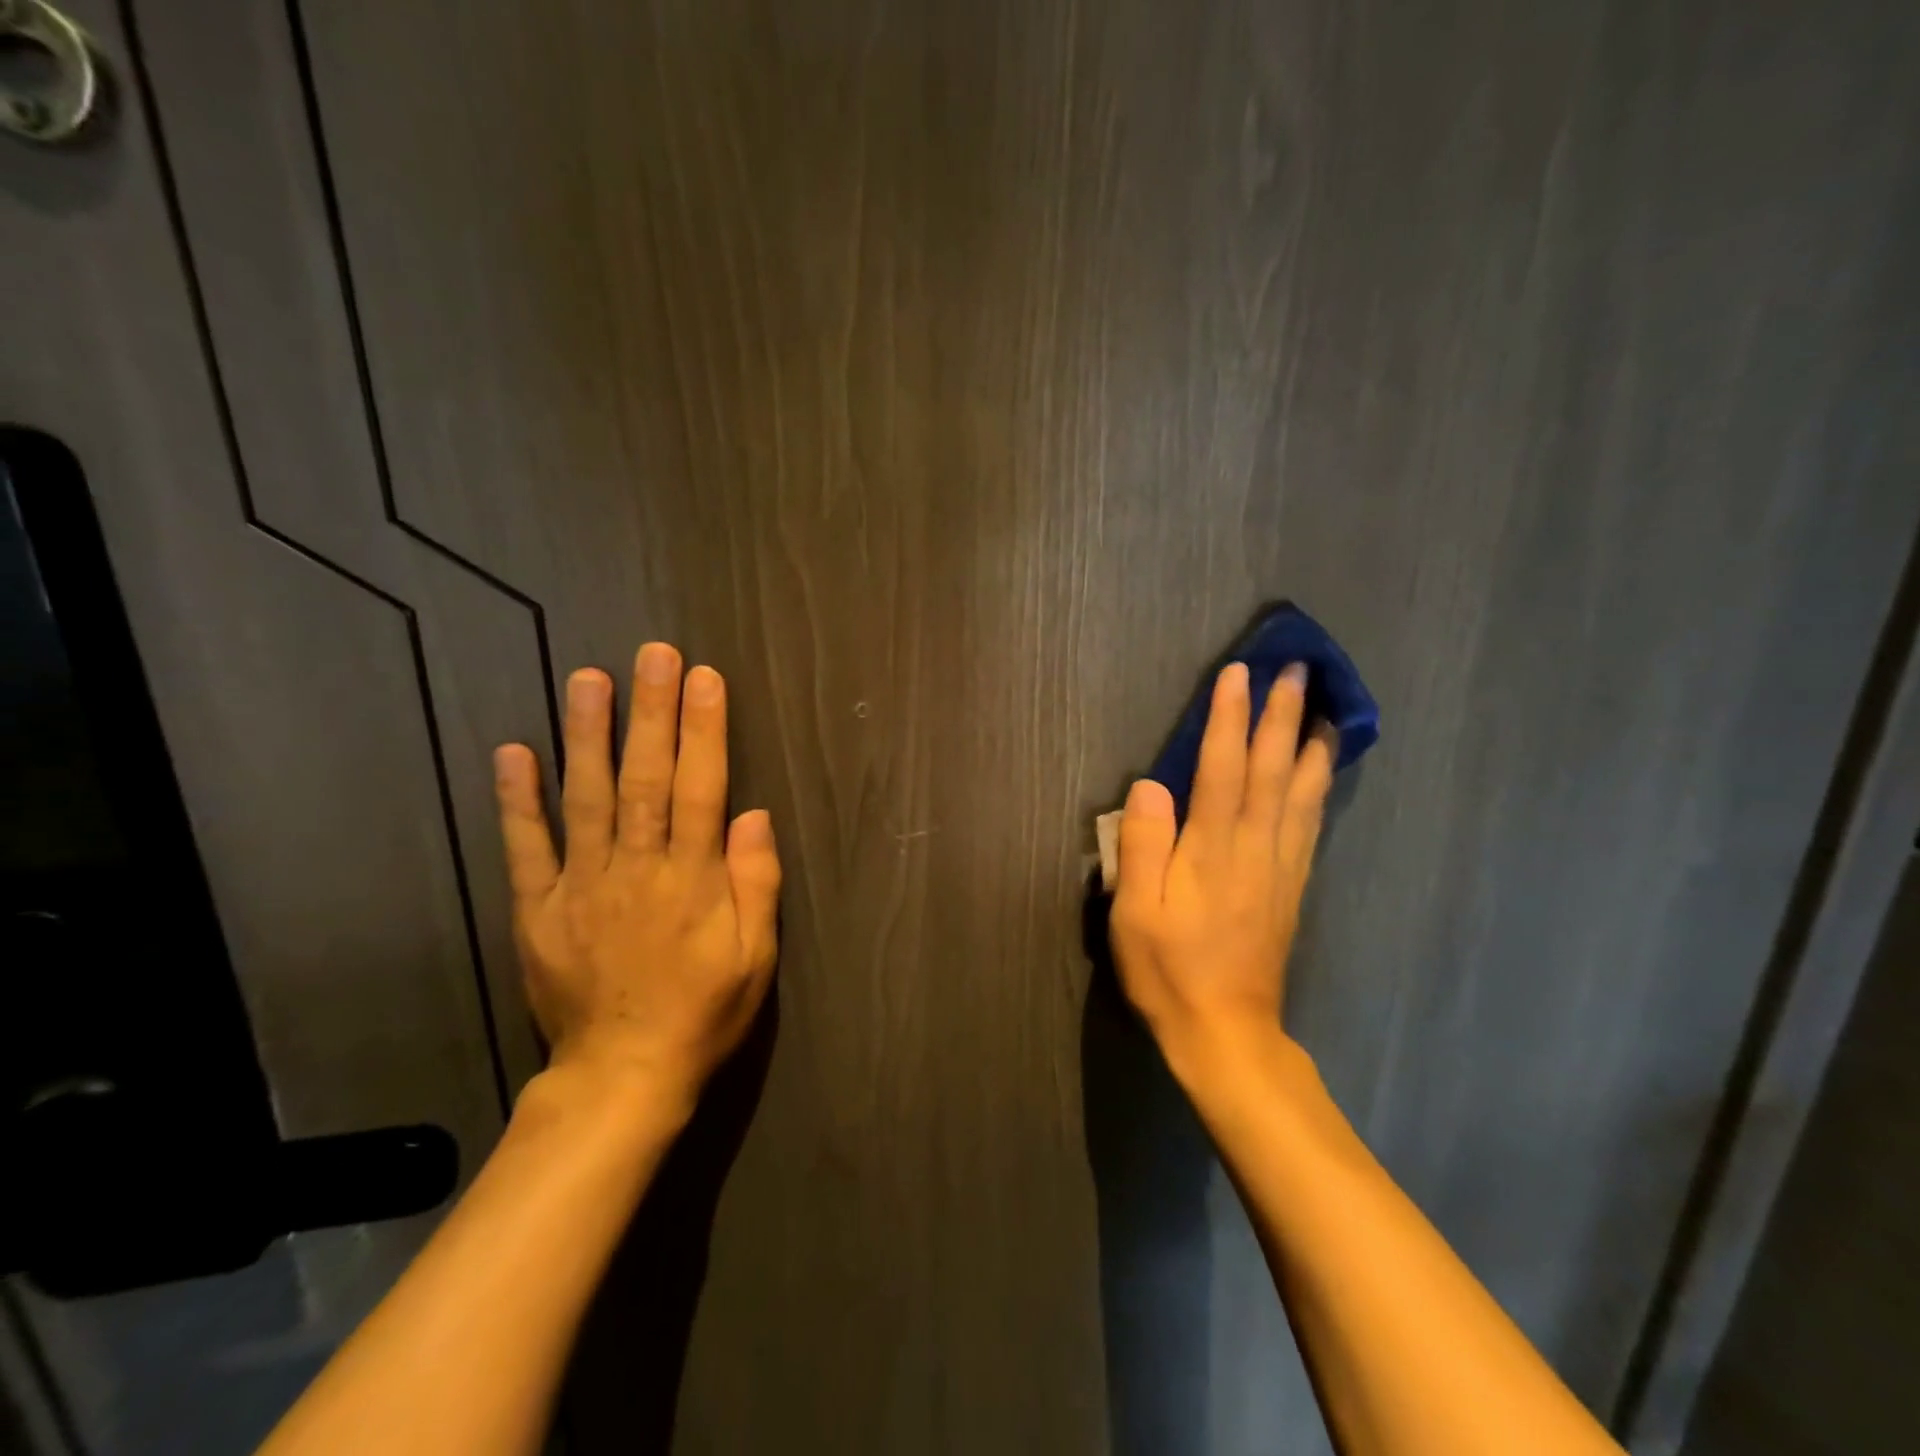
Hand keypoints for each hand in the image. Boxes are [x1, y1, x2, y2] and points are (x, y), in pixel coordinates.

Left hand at [491, 643, 780, 1118]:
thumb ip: (755, 882)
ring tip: (588, 679)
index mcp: (691, 879)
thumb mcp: (756, 957)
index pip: (702, 788)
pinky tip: (515, 752)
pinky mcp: (538, 909)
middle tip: (652, 654)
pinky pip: (527, 847)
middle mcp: (636, 868)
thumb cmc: (703, 1012)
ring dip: (587, 735)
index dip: (704, 730)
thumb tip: (753, 814)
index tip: (704, 678)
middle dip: (651, 713)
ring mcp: (581, 886)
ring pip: (585, 798)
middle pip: (646, 778)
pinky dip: (518, 800)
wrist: (621, 1077)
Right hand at [1108, 661, 1336, 1069]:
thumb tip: (1150, 784)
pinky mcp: (1291, 887)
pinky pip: (1311, 824)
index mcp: (1213, 848)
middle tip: (1297, 671)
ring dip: (1311, 746)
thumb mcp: (1134, 912)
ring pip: (1302, 793)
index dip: (1229, 717)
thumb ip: (1143, 845)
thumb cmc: (1169, 970)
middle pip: (1272, 769)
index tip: (1239, 672)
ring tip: (1325, 710)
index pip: (1222, 767)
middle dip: (1282, 716)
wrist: (1226, 1032)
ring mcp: (1280, 867)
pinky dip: (1319, 789)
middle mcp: (1255, 847)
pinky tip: (1322, 775)